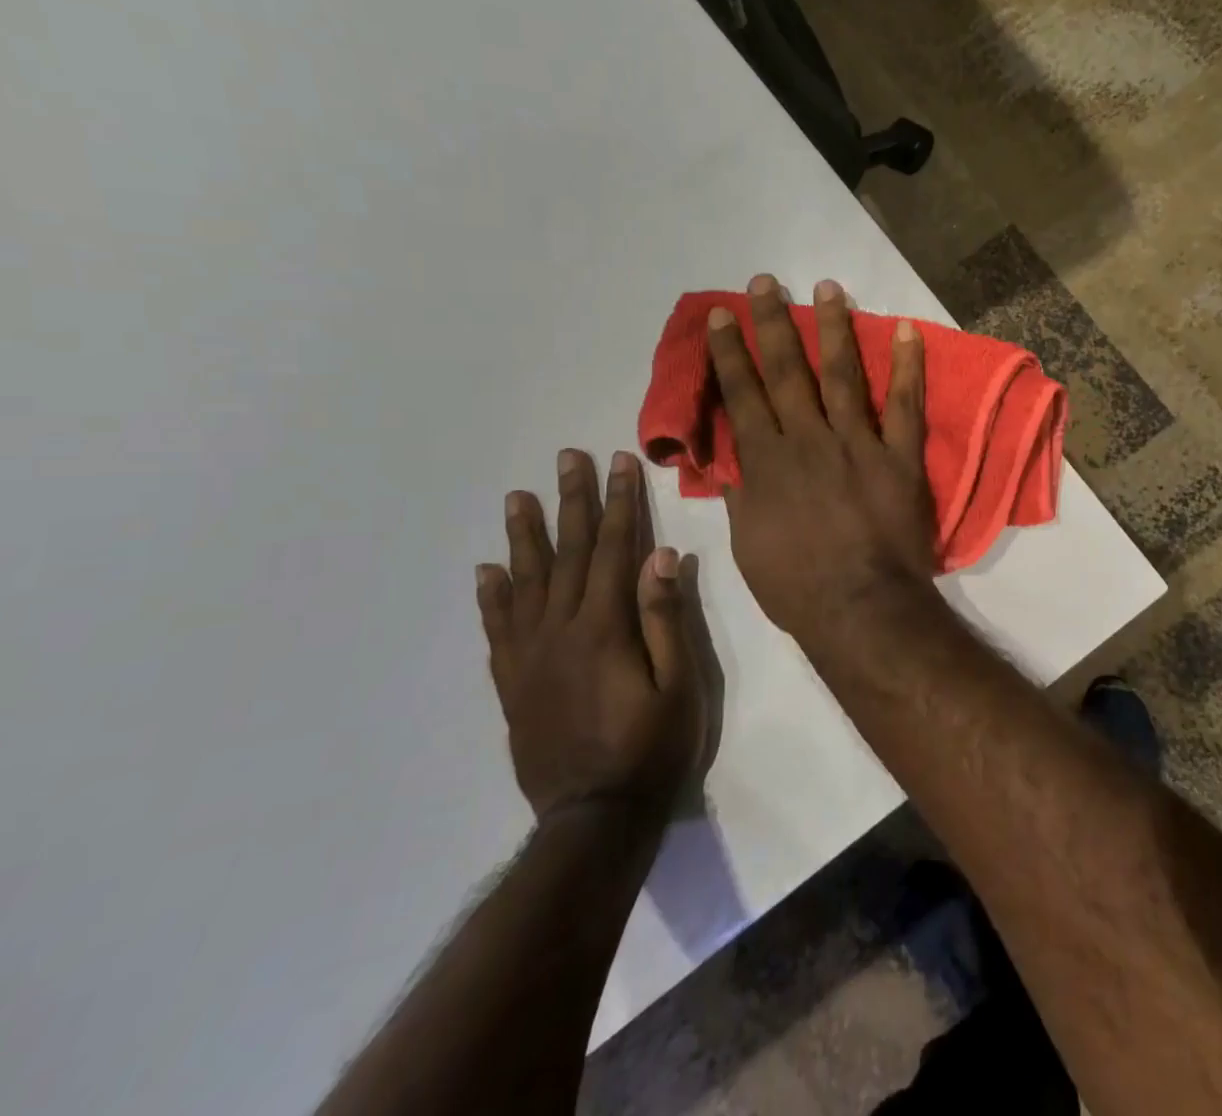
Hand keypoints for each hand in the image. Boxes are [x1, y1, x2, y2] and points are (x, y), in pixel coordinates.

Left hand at [476, 449, 708, 823]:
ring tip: (517, 497)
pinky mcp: (513, 683)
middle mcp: (560, 631)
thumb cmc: (653, 747)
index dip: (620, 502)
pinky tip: (487, 571)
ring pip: (524, 583)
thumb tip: (661, 555)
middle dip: (572, 501)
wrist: (595, 818)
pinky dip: (491, 597)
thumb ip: (665, 617)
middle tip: (568, 458)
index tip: (620, 462)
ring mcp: (530, 657)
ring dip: (524, 536)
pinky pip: (498, 630)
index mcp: (605, 627)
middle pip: (567, 553)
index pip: (613, 548)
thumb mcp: (679, 683)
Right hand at [708, 274, 936, 641]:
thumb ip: (742, 495)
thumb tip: (732, 461)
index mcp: (768, 463)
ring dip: (833, 328)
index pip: (742, 396)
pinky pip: (904, 404)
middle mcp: (809, 441)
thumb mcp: (748, 545)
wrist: (861, 607)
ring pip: (842, 375)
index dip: (729, 353)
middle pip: (786, 372)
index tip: (721, 316)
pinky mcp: (899, 456)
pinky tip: (908, 330)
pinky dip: (908, 366)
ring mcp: (858, 444)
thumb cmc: (797, 586)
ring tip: (828, 287)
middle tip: (765, 282)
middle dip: (772, 324)